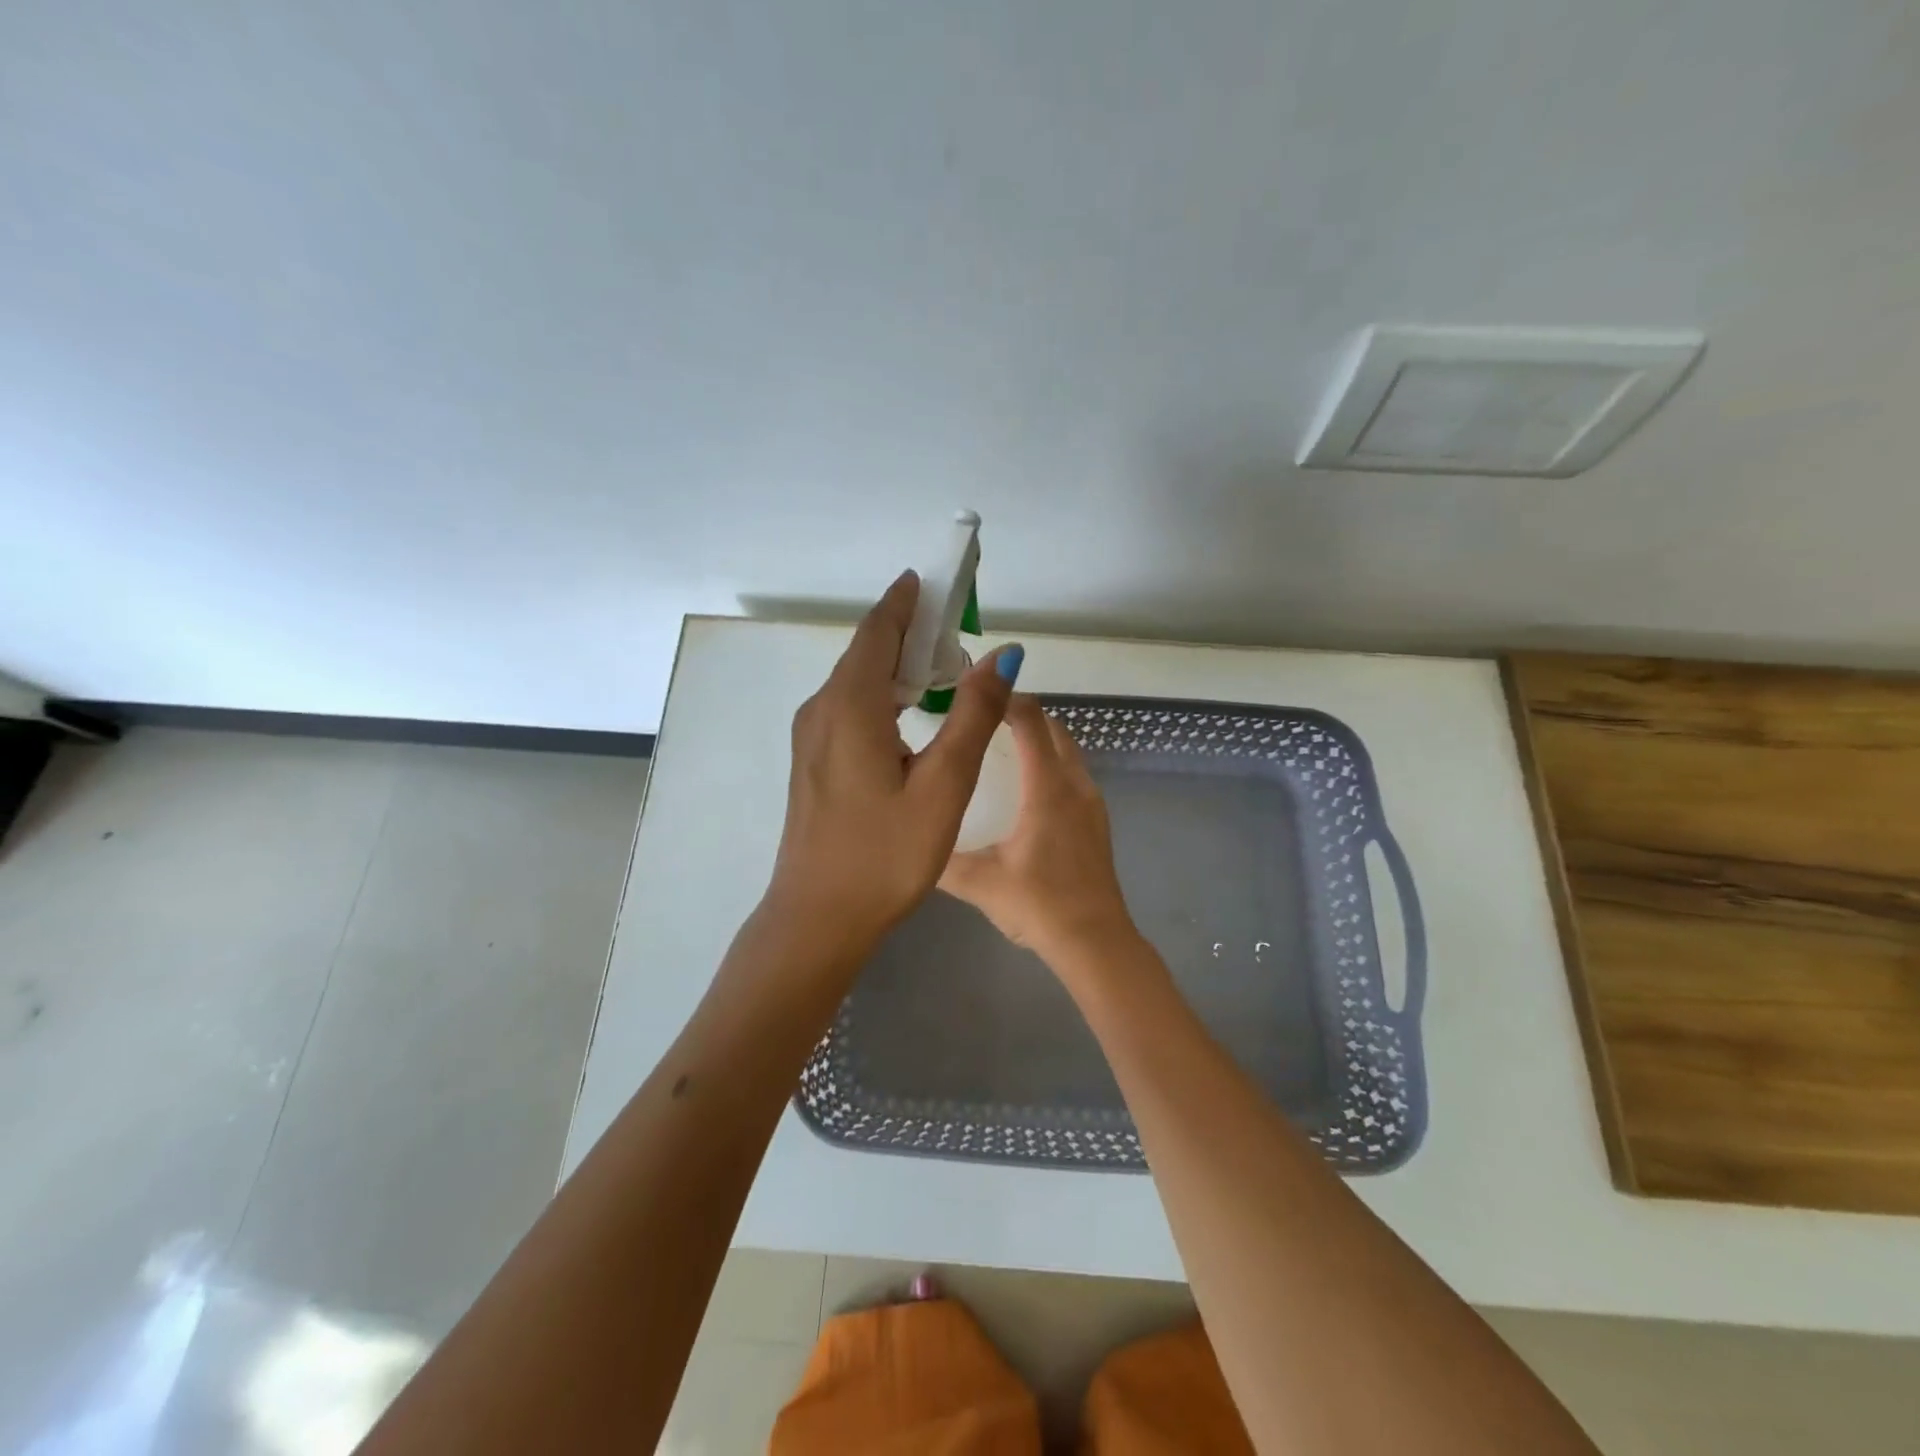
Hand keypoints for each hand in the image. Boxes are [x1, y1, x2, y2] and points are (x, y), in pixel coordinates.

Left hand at [764, 571, 1021, 967]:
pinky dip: (883, 695)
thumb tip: (1003, 654)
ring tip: (943, 669)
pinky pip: (850, 707)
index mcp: (850, 706)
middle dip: (909, 632)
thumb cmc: (884, 855)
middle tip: (957, 630)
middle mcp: (822, 710)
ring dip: (898, 666)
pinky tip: (910, 714)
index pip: (879, 630)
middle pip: (867, 652)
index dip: (907, 601)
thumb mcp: (942, 785)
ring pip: (857, 681)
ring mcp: (812, 737)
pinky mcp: (814, 762)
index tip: (933, 579)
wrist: (817, 918)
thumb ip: (973, 716)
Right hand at [939, 695, 1138, 967]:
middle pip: (1054, 730)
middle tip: (984, 716)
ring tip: (1002, 744)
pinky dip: (1052, 763)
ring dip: (1041, 738)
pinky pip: (1074, 774)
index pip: (1031, 723)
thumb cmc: (1038, 905)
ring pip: (1068, 752)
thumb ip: (940, 858)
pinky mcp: (1097, 822)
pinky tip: (1027, 788)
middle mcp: (1074, 785)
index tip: (977, 693)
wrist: (1095, 941)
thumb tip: (906, 838)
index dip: (1006, 700)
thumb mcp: (979, 882)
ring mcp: (1092, 803)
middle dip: (1023, 714)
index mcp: (1047, 788)